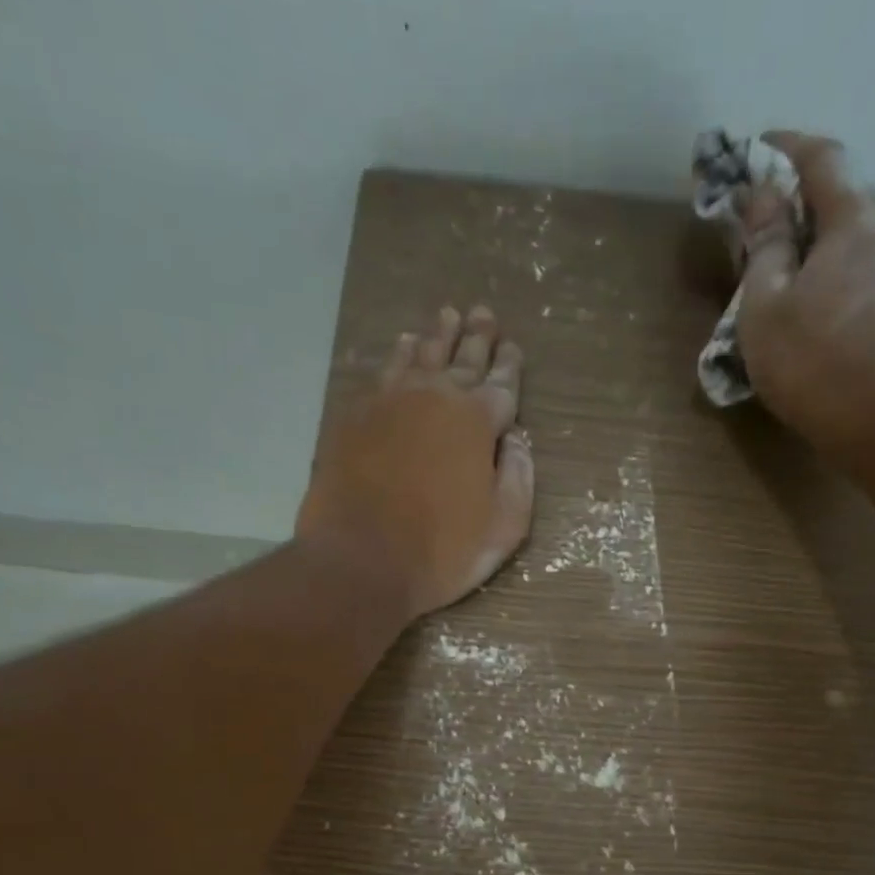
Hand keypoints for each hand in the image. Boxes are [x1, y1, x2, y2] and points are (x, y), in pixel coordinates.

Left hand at [297, 305, 533, 621]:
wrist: (361, 561)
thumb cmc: (441, 552)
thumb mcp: (503, 528)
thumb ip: (518, 478)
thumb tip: (517, 439)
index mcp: (476, 423)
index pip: (501, 384)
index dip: (510, 366)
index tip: (513, 347)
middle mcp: (435, 398)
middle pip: (462, 359)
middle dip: (476, 337)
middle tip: (483, 312)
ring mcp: (391, 403)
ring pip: (420, 356)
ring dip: (436, 336)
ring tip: (446, 316)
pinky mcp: (356, 417)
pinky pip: (384, 373)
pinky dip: (398, 356)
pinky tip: (403, 347)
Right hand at [735, 133, 874, 451]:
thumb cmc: (812, 363)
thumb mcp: (765, 308)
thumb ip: (765, 247)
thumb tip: (763, 199)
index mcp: (856, 218)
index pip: (822, 158)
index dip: (786, 147)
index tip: (756, 151)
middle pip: (847, 192)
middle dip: (805, 198)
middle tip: (767, 223)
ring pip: (862, 231)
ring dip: (826, 237)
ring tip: (792, 266)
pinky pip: (873, 263)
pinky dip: (843, 265)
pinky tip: (822, 296)